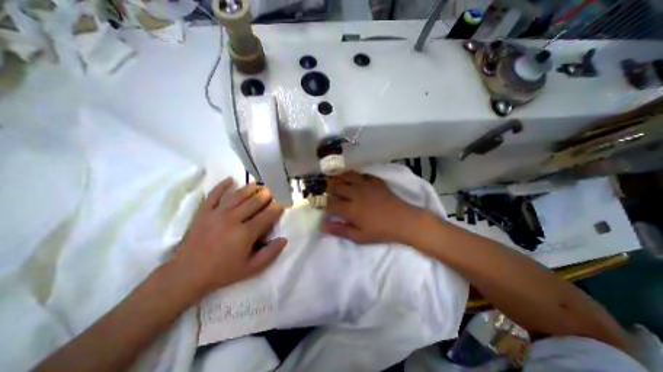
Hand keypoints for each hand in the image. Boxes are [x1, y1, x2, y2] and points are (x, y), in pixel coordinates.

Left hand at [168, 179, 286, 297]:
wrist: (187, 275)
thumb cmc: (223, 272)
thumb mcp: (251, 268)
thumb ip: (270, 253)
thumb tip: (284, 239)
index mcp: (246, 233)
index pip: (267, 214)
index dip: (277, 208)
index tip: (281, 204)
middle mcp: (233, 219)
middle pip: (254, 201)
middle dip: (266, 195)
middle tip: (272, 192)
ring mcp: (217, 213)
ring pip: (238, 195)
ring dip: (250, 188)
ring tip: (258, 185)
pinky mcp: (204, 212)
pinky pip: (214, 195)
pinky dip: (222, 186)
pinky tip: (230, 179)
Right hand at [323, 169, 424, 244]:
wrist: (403, 220)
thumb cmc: (380, 231)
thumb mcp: (359, 236)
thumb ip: (340, 230)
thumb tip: (323, 225)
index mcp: (350, 208)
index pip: (330, 203)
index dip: (322, 203)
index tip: (318, 203)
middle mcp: (355, 193)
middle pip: (336, 186)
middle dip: (328, 187)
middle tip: (325, 189)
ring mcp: (366, 185)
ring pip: (348, 176)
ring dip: (340, 176)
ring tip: (336, 177)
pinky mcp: (376, 181)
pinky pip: (363, 174)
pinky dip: (357, 175)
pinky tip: (356, 177)